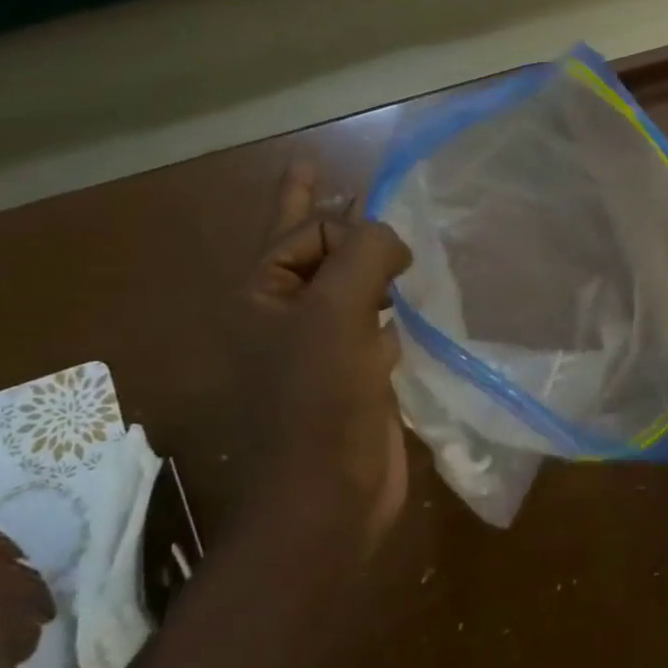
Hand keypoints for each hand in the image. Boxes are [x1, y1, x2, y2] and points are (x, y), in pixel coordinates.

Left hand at [238, 158, 412, 548]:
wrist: (329, 497)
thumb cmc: (321, 402)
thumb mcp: (336, 313)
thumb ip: (364, 254)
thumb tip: (392, 239)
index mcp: (263, 295)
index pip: (305, 228)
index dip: (346, 224)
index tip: (389, 251)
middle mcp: (286, 316)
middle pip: (307, 248)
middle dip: (320, 213)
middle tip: (315, 169)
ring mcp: (320, 348)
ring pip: (344, 287)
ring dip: (362, 263)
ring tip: (385, 240)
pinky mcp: (353, 376)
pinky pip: (371, 325)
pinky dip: (386, 310)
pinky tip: (404, 308)